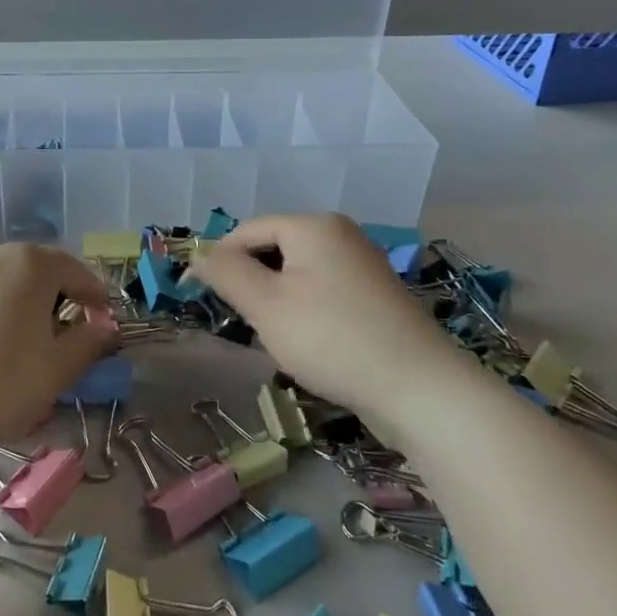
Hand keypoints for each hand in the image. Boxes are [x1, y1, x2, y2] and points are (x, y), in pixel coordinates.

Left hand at [0, 243, 117, 472]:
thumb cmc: (1, 387)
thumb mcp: (58, 370)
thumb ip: (89, 341)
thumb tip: (104, 326)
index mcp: (27, 265)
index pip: (72, 269)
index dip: (91, 294)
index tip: (98, 319)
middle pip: (24, 272)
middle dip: (42, 299)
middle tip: (48, 337)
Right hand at [192, 214, 460, 418]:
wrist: (420, 390)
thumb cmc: (332, 338)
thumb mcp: (266, 305)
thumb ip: (226, 273)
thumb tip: (198, 255)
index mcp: (313, 225)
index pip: (248, 230)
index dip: (218, 259)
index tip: (197, 295)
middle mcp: (340, 234)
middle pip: (273, 249)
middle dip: (250, 282)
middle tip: (241, 322)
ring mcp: (362, 265)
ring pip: (296, 273)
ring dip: (275, 300)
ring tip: (273, 336)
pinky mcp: (375, 297)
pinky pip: (322, 291)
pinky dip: (303, 310)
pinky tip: (306, 343)